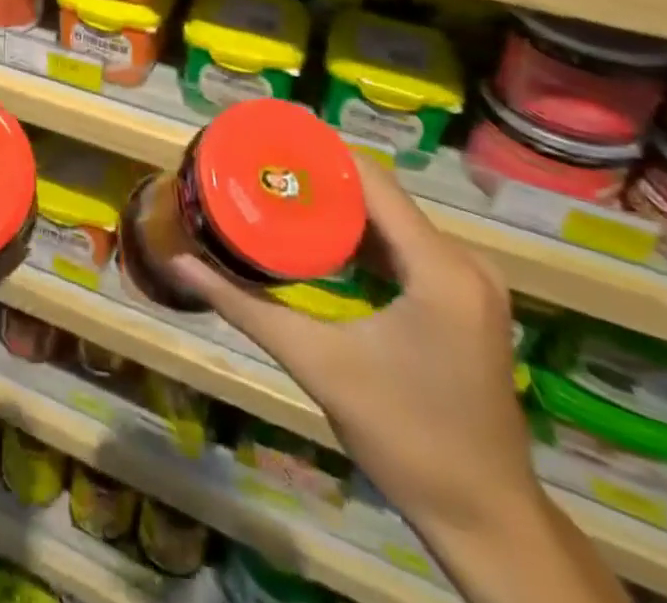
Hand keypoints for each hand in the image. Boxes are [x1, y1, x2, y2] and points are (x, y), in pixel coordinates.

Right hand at [162, 157, 540, 542]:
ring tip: (280, 198)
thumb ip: (246, 308)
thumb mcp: (317, 364)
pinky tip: (323, 243)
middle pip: (381, 196)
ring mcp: (471, 281)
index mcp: (439, 267)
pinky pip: (408, 246)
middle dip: (320, 182)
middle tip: (261, 174)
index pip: (372, 180)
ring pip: (394, 220)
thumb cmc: (404, 438)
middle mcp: (464, 261)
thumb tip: (180, 264)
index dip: (317, 155)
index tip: (265, 146)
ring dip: (340, 209)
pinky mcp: (467, 300)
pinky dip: (365, 239)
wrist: (486, 521)